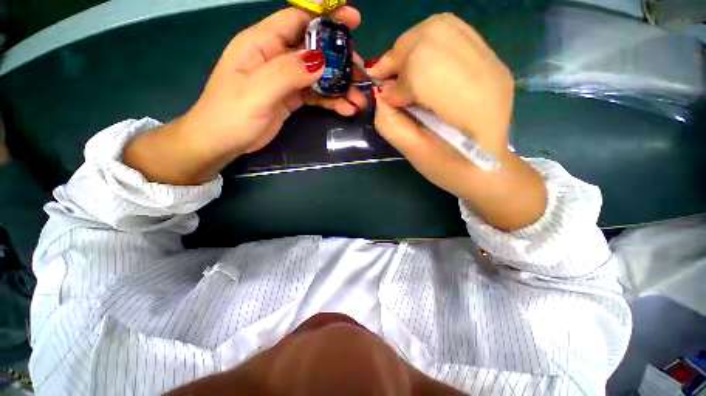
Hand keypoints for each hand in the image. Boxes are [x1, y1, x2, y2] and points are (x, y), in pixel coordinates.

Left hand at [124, 7, 365, 184]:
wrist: (223, 142)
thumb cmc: (231, 115)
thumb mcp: (257, 91)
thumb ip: (288, 72)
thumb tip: (321, 60)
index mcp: (262, 43)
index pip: (298, 19)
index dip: (326, 18)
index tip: (354, 22)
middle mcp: (276, 56)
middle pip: (315, 50)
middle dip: (340, 61)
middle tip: (361, 75)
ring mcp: (285, 78)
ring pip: (319, 75)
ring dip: (340, 87)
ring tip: (358, 101)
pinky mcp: (291, 98)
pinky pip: (316, 95)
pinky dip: (332, 101)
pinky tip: (345, 109)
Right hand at [369, 14, 546, 230]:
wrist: (488, 168)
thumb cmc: (449, 169)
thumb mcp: (414, 154)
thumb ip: (390, 124)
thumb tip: (380, 94)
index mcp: (470, 106)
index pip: (424, 67)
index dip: (398, 81)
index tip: (386, 99)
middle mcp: (487, 72)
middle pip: (431, 36)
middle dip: (399, 56)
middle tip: (387, 80)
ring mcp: (492, 61)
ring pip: (441, 27)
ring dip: (410, 46)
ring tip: (401, 72)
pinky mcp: (490, 59)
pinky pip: (452, 32)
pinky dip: (426, 43)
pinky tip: (419, 66)